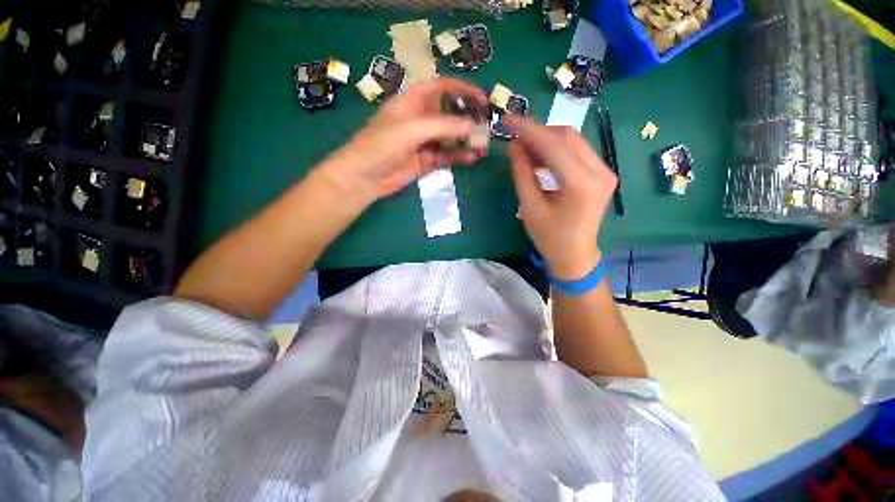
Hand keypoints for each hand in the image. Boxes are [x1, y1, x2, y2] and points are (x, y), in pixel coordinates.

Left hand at [319, 78, 487, 200]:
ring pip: (450, 138)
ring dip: (466, 141)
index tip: (482, 98)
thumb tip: (473, 127)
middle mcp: (420, 119)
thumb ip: (444, 126)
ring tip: (483, 147)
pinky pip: (446, 156)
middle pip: (449, 114)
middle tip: (486, 128)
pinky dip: (458, 156)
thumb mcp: (413, 129)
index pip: (441, 88)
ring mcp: (424, 141)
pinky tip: (471, 158)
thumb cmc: (382, 145)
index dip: (462, 90)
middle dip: (468, 120)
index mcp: (413, 101)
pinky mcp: (426, 160)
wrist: (365, 177)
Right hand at [507, 115, 617, 280]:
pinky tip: (540, 156)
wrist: (575, 254)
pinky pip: (577, 151)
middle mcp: (600, 172)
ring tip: (524, 147)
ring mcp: (605, 171)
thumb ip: (522, 173)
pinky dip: (556, 149)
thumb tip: (513, 145)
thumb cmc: (549, 237)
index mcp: (581, 185)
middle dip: (538, 132)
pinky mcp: (602, 173)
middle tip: (514, 135)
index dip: (529, 130)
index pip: (554, 145)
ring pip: (573, 140)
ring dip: (546, 139)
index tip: (508, 119)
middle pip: (567, 137)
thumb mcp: (530, 207)